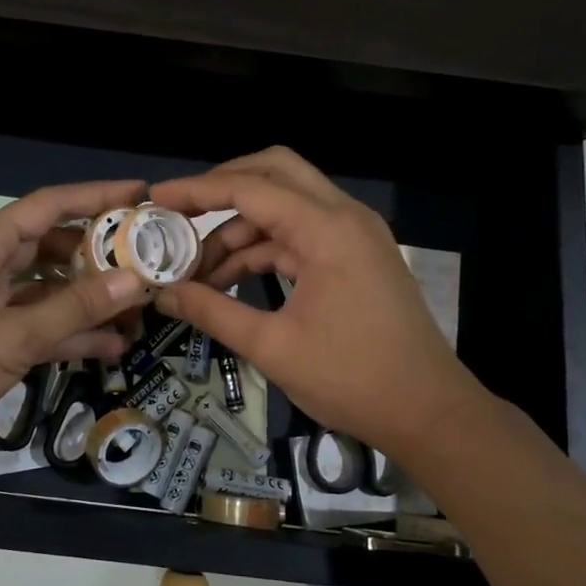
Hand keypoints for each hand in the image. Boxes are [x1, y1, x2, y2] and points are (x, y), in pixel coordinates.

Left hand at [0, 179, 151, 462]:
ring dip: (88, 300)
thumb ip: (75, 308)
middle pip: (52, 248)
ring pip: (48, 291)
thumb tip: (134, 281)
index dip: (95, 196)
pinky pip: (38, 325)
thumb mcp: (13, 334)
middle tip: (147, 258)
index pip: (48, 206)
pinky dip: (69, 334)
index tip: (139, 194)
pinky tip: (110, 346)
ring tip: (139, 307)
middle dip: (98, 255)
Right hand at [149, 148, 490, 462]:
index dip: (197, 191)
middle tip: (179, 214)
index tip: (156, 199)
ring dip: (239, 230)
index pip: (250, 189)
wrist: (429, 412)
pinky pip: (299, 236)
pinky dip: (263, 251)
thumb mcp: (272, 347)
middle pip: (274, 173)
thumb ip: (212, 312)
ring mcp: (353, 235)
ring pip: (285, 208)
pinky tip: (228, 281)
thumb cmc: (352, 379)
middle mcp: (343, 217)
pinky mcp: (355, 257)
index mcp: (327, 229)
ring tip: (195, 270)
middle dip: (222, 188)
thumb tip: (163, 294)